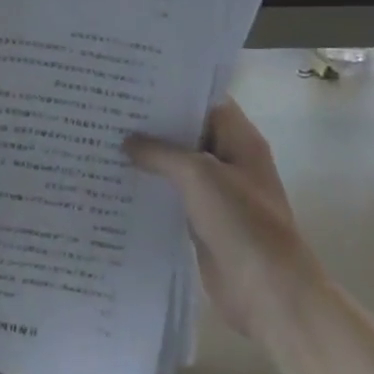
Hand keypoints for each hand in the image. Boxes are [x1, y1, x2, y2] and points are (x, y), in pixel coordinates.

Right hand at [126, 100, 319, 337]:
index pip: (206, 101)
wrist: (267, 290)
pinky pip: (174, 196)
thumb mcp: (199, 175)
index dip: (174, 91)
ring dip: (149, 158)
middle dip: (154, 124)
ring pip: (178, 166)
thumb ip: (161, 153)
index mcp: (240, 140)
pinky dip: (151, 189)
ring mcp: (217, 193)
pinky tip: (118, 183)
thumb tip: (129, 142)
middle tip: (111, 111)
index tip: (136, 84)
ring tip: (105, 141)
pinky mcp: (204, 221)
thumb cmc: (240, 222)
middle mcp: (230, 160)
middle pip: (189, 133)